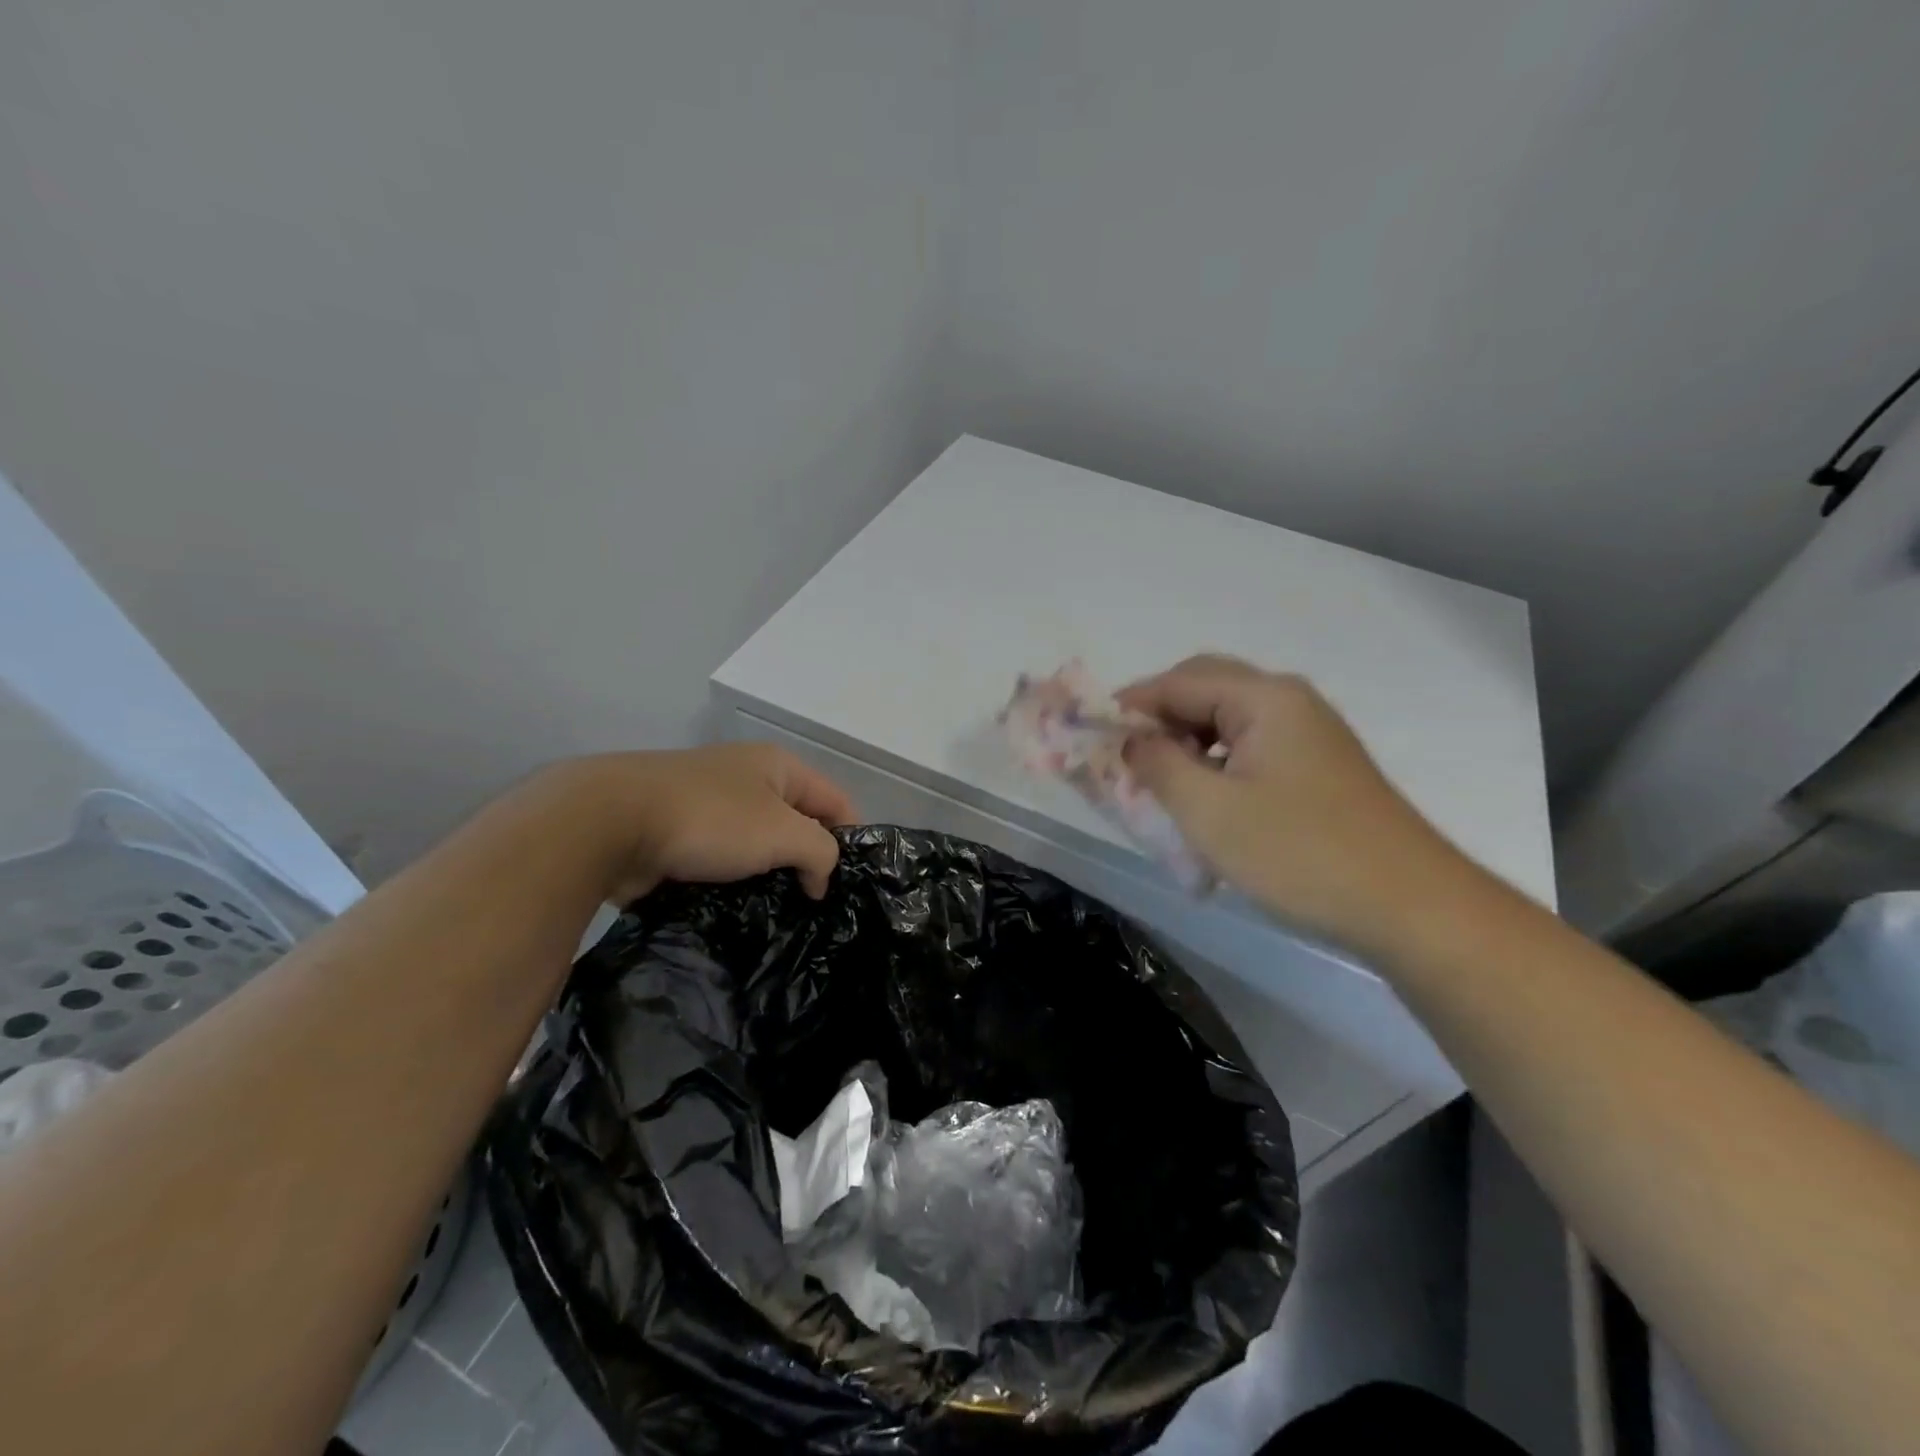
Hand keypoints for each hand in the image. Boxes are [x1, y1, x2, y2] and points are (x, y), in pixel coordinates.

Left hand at [547, 743, 856, 904]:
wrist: (609, 823)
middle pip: (797, 822)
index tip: (846, 886)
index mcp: (777, 766)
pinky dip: (732, 881)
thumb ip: (821, 852)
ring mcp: (709, 803)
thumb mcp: (783, 833)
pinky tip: (736, 908)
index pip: (835, 800)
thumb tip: (818, 878)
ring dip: (768, 874)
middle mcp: (747, 777)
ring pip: (757, 844)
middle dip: (806, 860)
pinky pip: (721, 859)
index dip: (850, 839)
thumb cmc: (710, 819)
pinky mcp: (678, 832)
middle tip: (813, 904)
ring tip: (777, 912)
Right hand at [1118, 654, 1456, 951]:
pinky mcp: (1319, 765)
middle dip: (1158, 718)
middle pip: (1204, 688)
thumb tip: (1131, 739)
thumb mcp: (1209, 811)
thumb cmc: (1299, 853)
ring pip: (1227, 719)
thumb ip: (1157, 764)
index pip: (1177, 681)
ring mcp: (1309, 732)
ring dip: (1186, 741)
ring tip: (1161, 784)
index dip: (1128, 705)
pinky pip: (1251, 746)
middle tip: (1125, 758)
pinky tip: (1206, 799)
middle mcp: (1288, 700)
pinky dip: (1216, 761)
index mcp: (1263, 697)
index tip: (1091, 737)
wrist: (1409, 906)